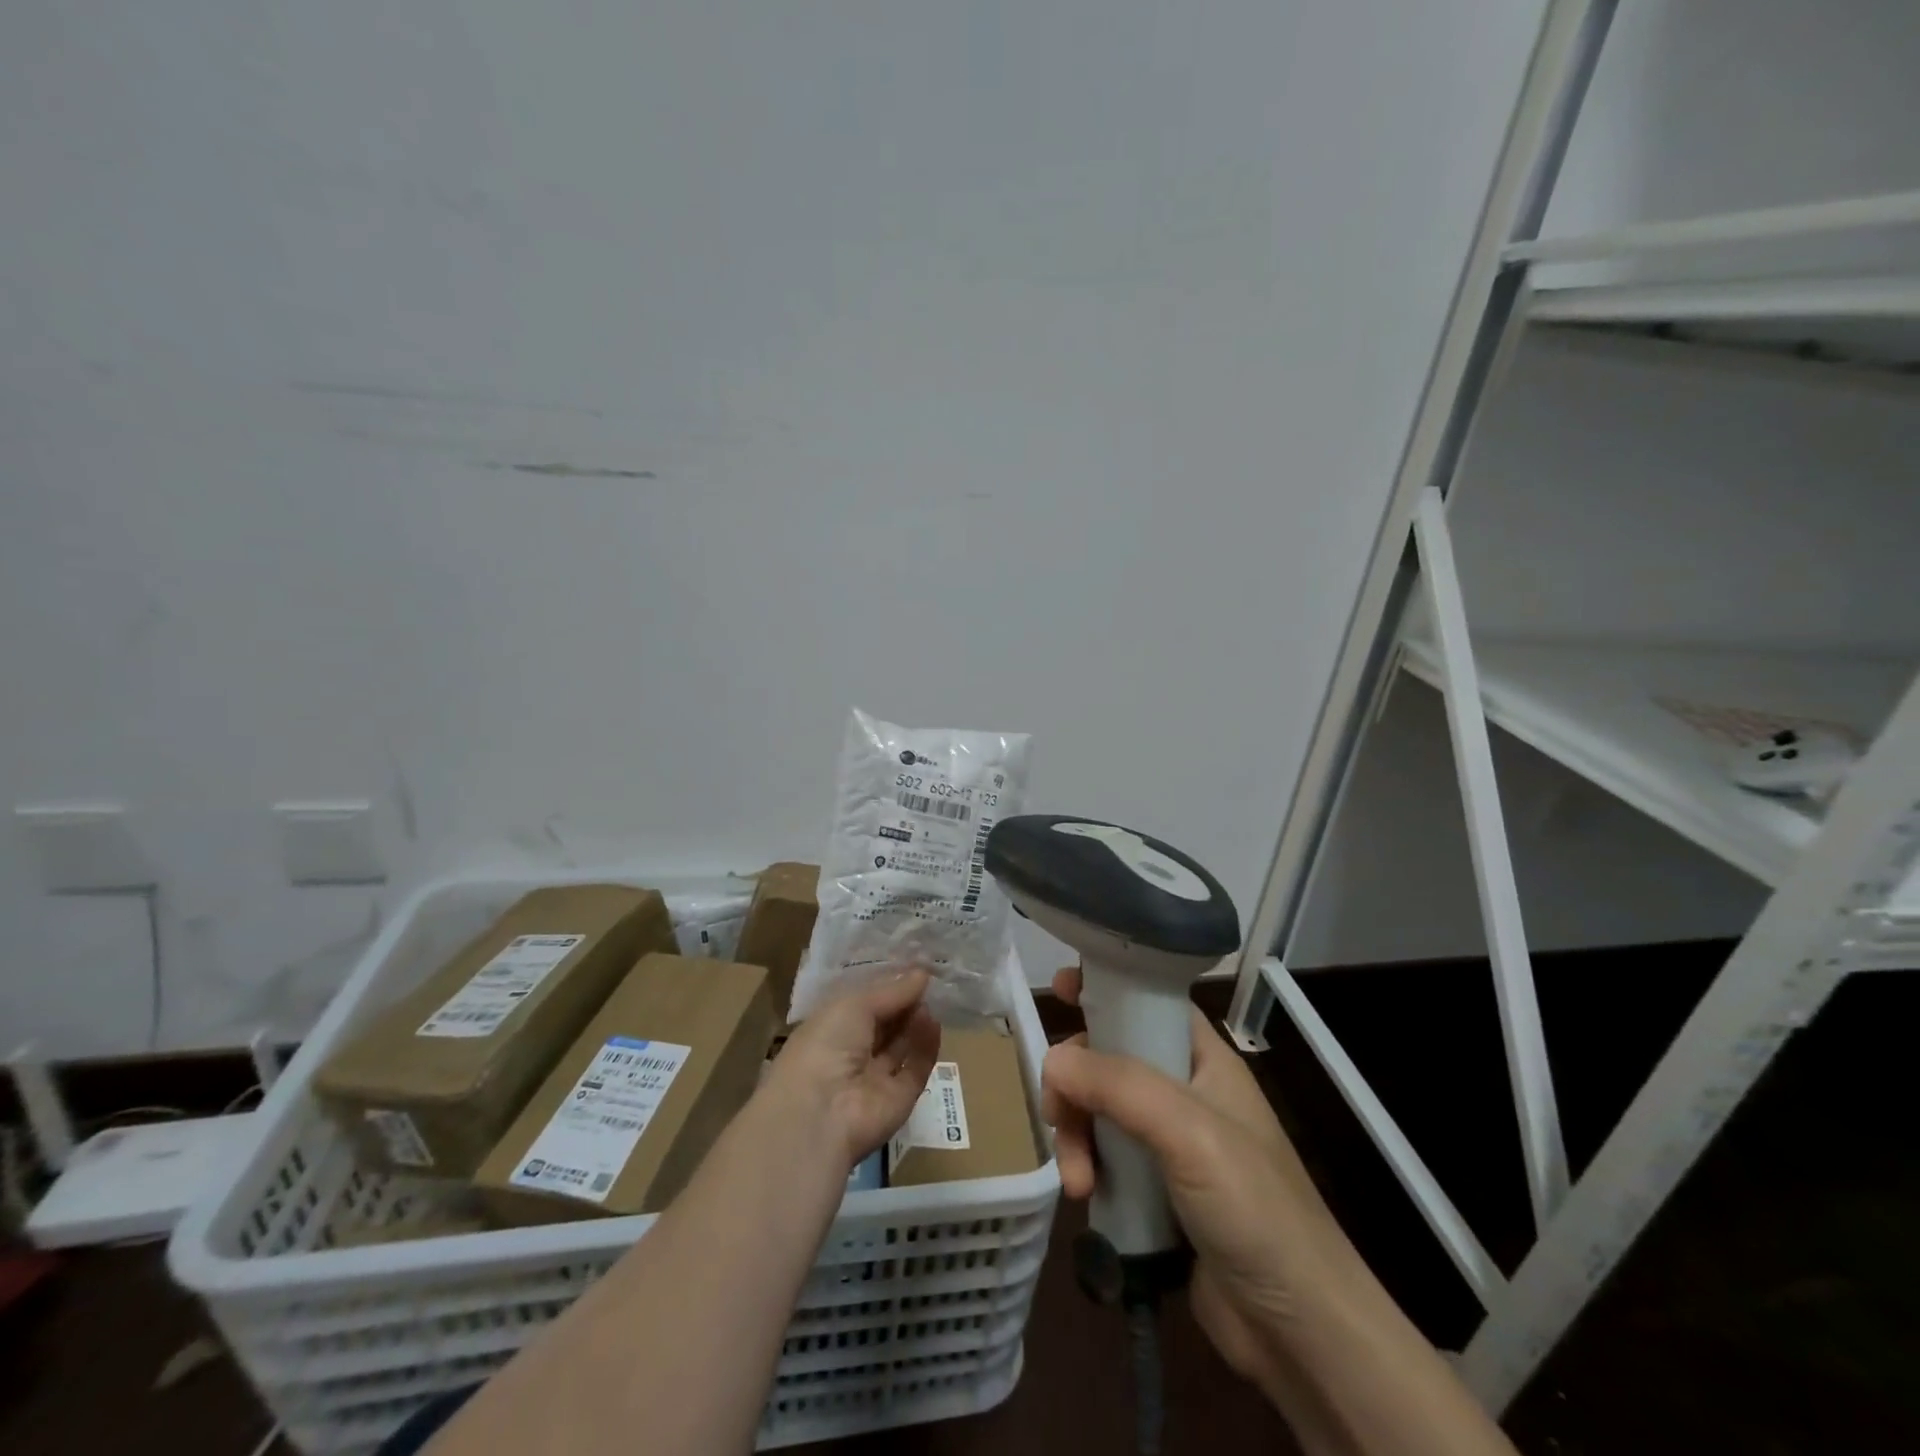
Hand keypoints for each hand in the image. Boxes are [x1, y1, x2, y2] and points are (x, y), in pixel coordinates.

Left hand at [764, 970, 941, 1171]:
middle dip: (904, 1002)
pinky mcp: (899, 1098)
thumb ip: (891, 991)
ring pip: (901, 1045)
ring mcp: (875, 1078)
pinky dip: (926, 1046)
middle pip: (884, 1024)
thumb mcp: (855, 1005)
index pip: (861, 1005)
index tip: (911, 967)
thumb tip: (922, 973)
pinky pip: (916, 1067)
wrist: (821, 1114)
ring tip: (932, 997)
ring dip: (915, 1021)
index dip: (884, 987)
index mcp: (830, 1029)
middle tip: (928, 979)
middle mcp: (851, 1053)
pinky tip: (934, 1022)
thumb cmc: (826, 1044)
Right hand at [1041, 966, 1356, 1400]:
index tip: (1062, 986)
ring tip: (1077, 1182)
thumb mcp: (1189, 1132)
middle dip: (1076, 1082)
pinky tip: (1084, 1197)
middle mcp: (1184, 1093)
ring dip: (1075, 1135)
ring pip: (1099, 1111)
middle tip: (1056, 1113)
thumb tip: (1052, 1059)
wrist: (1300, 1331)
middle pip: (1110, 1058)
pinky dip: (1086, 1168)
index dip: (1108, 989)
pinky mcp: (1154, 1191)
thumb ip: (1119, 1086)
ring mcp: (1169, 1145)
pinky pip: (1104, 1158)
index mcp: (1204, 1061)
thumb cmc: (1254, 1208)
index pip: (1150, 1003)